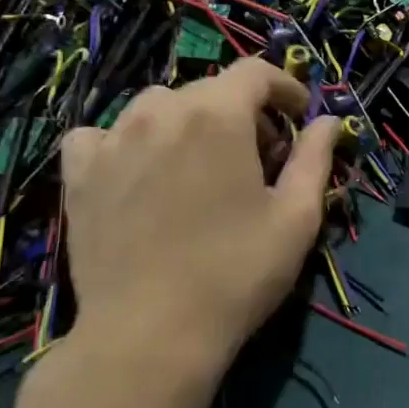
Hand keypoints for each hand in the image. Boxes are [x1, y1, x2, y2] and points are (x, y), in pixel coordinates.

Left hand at [57, 60, 339, 396]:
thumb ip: (316, 157)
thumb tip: (328, 122)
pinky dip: (126, 141)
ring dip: (189, 123)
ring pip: (158, 107)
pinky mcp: (79, 174)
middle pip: (210, 90)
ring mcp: (112, 140)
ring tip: (200, 167)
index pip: (256, 72)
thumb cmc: (236, 272)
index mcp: (217, 114)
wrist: (149, 336)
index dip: (286, 88)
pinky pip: (102, 134)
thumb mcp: (297, 216)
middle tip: (260, 160)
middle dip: (244, 114)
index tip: (300, 119)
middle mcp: (160, 111)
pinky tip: (139, 172)